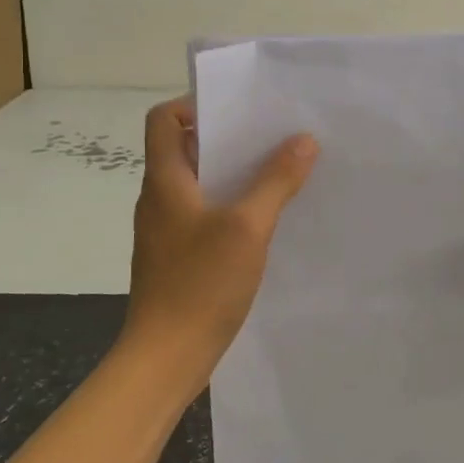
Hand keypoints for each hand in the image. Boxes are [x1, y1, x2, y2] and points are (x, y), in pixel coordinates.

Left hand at [124, 96, 318, 391]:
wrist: (166, 358)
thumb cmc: (200, 284)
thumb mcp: (247, 227)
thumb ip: (276, 181)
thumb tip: (304, 140)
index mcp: (164, 181)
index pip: (163, 120)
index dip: (194, 104)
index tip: (238, 110)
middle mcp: (159, 198)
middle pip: (185, 148)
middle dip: (228, 138)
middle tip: (272, 136)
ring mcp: (166, 230)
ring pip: (199, 183)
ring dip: (233, 173)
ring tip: (278, 171)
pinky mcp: (178, 256)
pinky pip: (204, 214)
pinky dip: (231, 205)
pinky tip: (265, 219)